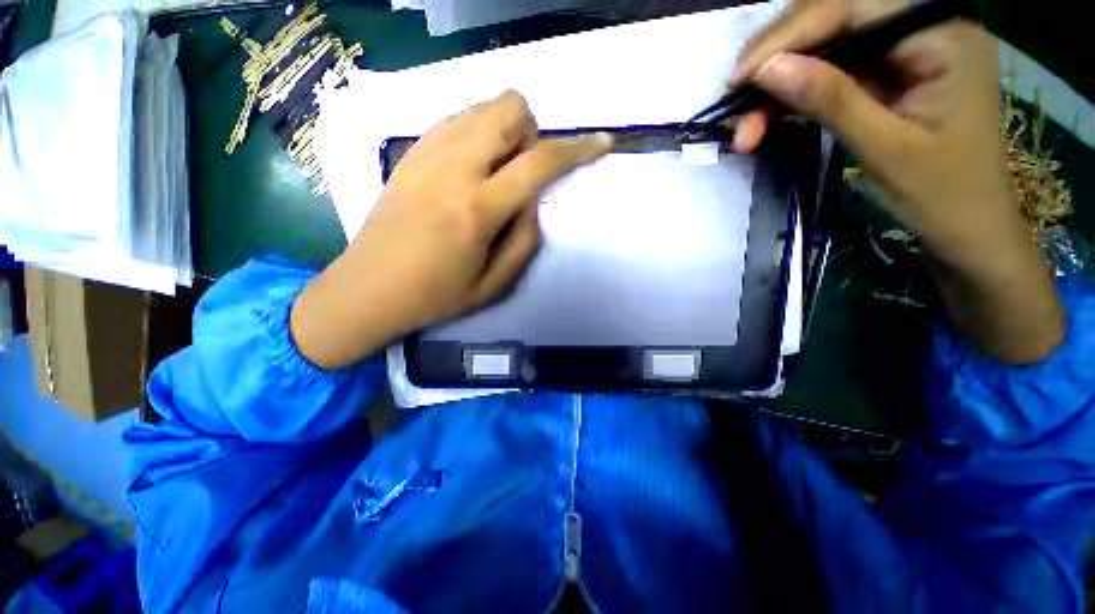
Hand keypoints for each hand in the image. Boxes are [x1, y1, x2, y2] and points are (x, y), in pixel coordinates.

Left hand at [291, 91, 612, 368]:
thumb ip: (526, 240)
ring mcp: (426, 153)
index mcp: (478, 208)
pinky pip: (456, 120)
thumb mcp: (495, 284)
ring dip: (504, 132)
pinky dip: (476, 134)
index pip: (540, 162)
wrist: (368, 288)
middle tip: (520, 175)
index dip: (578, 149)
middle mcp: (453, 168)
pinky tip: (469, 169)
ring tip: (494, 174)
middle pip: (509, 108)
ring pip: (482, 107)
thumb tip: (533, 202)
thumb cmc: (436, 296)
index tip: (601, 143)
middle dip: (531, 134)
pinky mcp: (409, 152)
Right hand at [733, 0, 1062, 362]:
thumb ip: (830, 99)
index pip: (853, 6)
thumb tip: (767, 69)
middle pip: (834, 19)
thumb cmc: (941, 195)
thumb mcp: (885, 148)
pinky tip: (766, 121)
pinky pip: (829, 73)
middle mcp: (924, 27)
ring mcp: (903, 50)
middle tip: (733, 106)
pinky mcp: (886, 74)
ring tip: (744, 128)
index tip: (738, 78)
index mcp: (943, 35)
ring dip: (777, 87)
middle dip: (777, 61)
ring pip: (823, 49)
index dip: (789, 35)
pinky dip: (792, 98)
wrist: (967, 228)